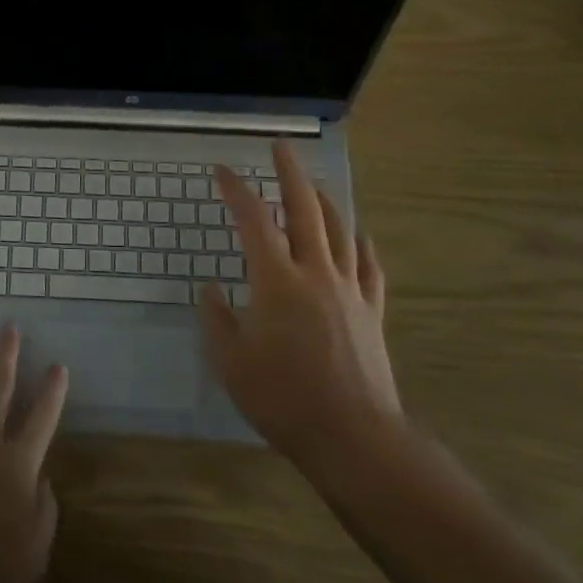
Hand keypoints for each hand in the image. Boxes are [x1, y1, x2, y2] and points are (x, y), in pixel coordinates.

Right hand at [199, 140, 402, 462]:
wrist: (352, 436)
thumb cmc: (282, 397)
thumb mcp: (230, 361)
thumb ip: (217, 319)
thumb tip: (211, 289)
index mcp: (276, 280)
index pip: (252, 220)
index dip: (235, 190)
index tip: (222, 170)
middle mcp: (315, 273)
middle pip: (304, 209)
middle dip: (290, 173)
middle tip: (281, 147)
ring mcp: (349, 290)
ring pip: (340, 230)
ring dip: (324, 201)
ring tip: (313, 185)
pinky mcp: (371, 311)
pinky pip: (369, 267)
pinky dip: (362, 245)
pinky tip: (359, 237)